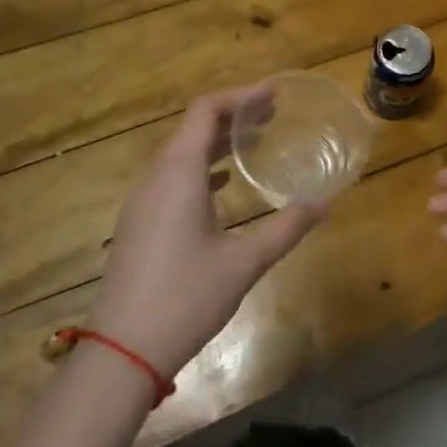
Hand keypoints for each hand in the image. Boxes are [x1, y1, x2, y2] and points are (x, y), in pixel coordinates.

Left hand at [88, 85, 326, 380]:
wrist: (122, 351)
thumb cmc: (186, 298)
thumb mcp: (245, 262)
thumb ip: (286, 228)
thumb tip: (324, 204)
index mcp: (178, 173)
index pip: (205, 110)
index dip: (240, 96)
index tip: (274, 95)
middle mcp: (155, 176)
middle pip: (192, 127)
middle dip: (232, 116)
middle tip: (273, 116)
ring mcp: (141, 200)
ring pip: (180, 152)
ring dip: (216, 142)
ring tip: (254, 142)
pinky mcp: (138, 222)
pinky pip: (171, 176)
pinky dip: (200, 167)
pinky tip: (223, 183)